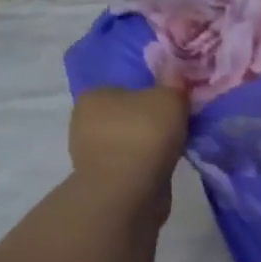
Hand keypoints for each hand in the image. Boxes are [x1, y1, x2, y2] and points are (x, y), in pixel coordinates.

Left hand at [67, 86, 187, 218]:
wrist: (128, 191)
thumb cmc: (144, 135)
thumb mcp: (169, 99)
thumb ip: (174, 83)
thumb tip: (176, 70)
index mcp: (93, 95)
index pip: (124, 88)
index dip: (149, 95)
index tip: (171, 107)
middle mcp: (84, 121)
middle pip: (125, 116)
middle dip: (147, 122)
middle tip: (176, 128)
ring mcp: (89, 154)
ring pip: (127, 143)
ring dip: (146, 147)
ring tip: (172, 151)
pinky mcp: (101, 181)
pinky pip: (129, 166)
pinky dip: (144, 167)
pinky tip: (161, 170)